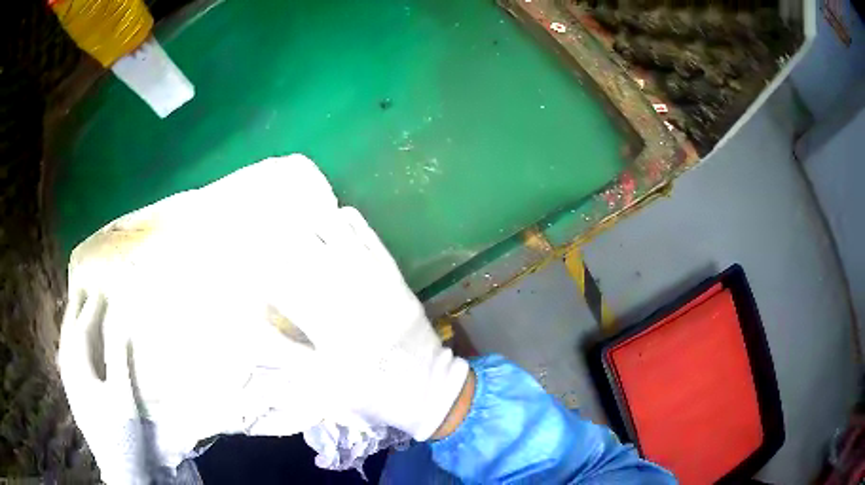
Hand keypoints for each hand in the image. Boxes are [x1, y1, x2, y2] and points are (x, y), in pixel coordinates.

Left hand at [57, 289, 149, 483]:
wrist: (117, 467)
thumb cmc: (122, 432)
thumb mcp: (123, 397)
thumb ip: (118, 360)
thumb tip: (120, 326)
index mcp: (80, 371)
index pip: (83, 331)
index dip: (91, 310)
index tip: (100, 290)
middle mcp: (69, 372)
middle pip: (68, 334)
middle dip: (74, 309)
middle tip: (82, 288)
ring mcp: (69, 384)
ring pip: (64, 344)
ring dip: (69, 324)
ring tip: (74, 308)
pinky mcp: (72, 394)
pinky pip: (66, 357)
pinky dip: (68, 342)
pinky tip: (71, 342)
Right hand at [272, 206, 469, 440]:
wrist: (426, 386)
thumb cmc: (369, 390)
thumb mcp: (321, 382)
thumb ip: (283, 351)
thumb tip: (253, 322)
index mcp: (323, 321)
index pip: (279, 283)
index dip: (259, 274)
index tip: (251, 271)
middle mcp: (344, 290)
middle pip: (302, 248)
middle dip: (279, 243)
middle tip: (269, 244)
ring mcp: (372, 276)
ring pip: (334, 231)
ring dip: (311, 227)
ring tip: (300, 232)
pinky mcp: (392, 271)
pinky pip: (368, 235)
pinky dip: (348, 222)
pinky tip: (336, 220)